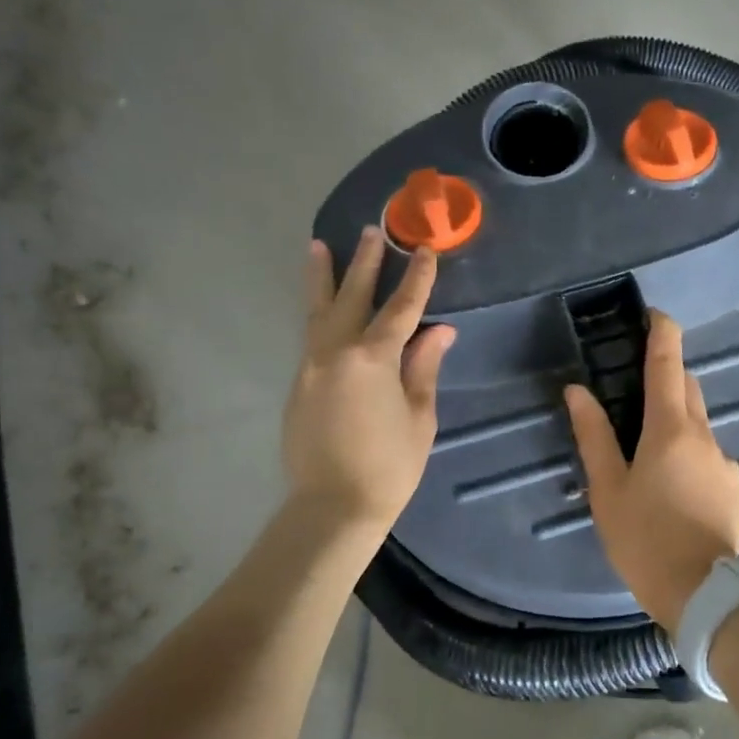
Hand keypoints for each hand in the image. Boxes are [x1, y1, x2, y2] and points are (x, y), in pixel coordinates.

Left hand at [283, 227, 455, 528]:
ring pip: (318, 312)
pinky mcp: (298, 384)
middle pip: (353, 297)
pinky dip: (318, 313)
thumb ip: (424, 367)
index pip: (401, 309)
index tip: (425, 251)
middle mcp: (336, 352)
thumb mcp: (419, 416)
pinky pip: (311, 336)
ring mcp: (311, 367)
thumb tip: (440, 331)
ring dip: (324, 278)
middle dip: (366, 264)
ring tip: (319, 246)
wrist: (333, 506)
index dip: (417, 279)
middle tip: (372, 232)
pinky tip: (323, 306)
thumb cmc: (389, 465)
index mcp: (373, 359)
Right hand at [565, 311, 738, 631]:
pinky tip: (673, 484)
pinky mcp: (734, 485)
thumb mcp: (607, 489)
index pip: (667, 363)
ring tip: (648, 447)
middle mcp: (704, 434)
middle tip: (636, 384)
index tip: (654, 314)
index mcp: (670, 428)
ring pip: (699, 422)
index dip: (662, 332)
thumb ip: (593, 435)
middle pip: (687, 387)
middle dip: (667, 374)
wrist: (702, 593)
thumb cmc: (644, 538)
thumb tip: (578, 391)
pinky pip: (709, 453)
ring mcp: (724, 460)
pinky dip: (690, 451)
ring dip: (677, 418)